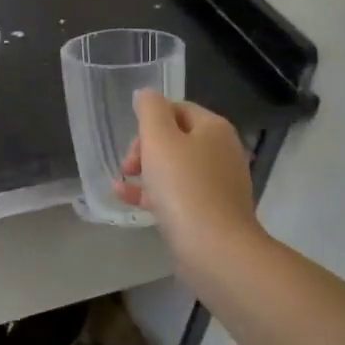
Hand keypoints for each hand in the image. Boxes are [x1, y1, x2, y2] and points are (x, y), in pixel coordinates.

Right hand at [117, 91, 263, 261]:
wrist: (215, 249)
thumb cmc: (183, 186)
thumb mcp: (159, 138)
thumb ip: (150, 110)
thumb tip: (146, 95)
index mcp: (214, 128)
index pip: (177, 108)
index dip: (149, 121)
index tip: (131, 143)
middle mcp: (222, 151)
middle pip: (175, 138)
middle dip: (145, 148)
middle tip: (128, 166)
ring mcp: (219, 184)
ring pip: (174, 168)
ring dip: (145, 171)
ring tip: (122, 181)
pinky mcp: (211, 212)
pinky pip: (178, 194)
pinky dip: (153, 193)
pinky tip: (126, 199)